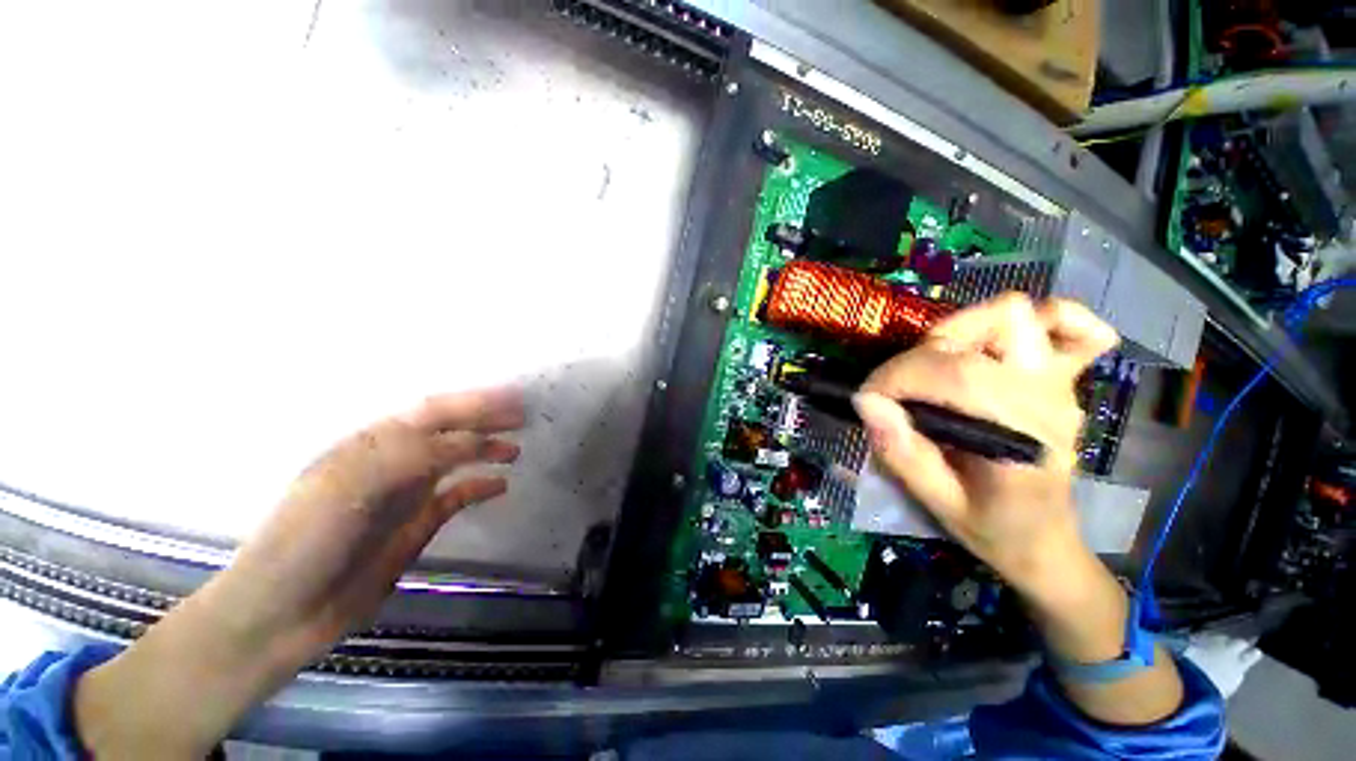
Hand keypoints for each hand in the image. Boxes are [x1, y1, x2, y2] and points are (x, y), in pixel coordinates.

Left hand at [225, 386, 524, 652]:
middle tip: (523, 417)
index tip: (512, 398)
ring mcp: (407, 493)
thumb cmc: (306, 541)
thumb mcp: (352, 488)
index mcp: (373, 444)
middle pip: (448, 431)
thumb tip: (471, 439)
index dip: (473, 402)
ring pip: (456, 460)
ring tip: (515, 450)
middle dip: (486, 420)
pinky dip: (480, 487)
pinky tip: (501, 485)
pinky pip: (456, 497)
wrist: (283, 613)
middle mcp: (394, 461)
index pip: (433, 412)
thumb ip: (411, 456)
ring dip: (486, 450)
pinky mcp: (416, 523)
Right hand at [853, 294, 1117, 598]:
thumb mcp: (936, 502)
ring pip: (1018, 314)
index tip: (869, 398)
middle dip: (926, 350)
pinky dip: (1041, 320)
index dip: (896, 376)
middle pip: (987, 329)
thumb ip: (901, 452)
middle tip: (903, 385)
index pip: (953, 373)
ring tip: (937, 361)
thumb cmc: (991, 528)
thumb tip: (867, 401)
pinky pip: (1072, 327)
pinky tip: (1003, 342)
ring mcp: (1061, 385)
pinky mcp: (1062, 380)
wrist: (1045, 542)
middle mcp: (1047, 400)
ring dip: (964, 327)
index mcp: (1019, 438)